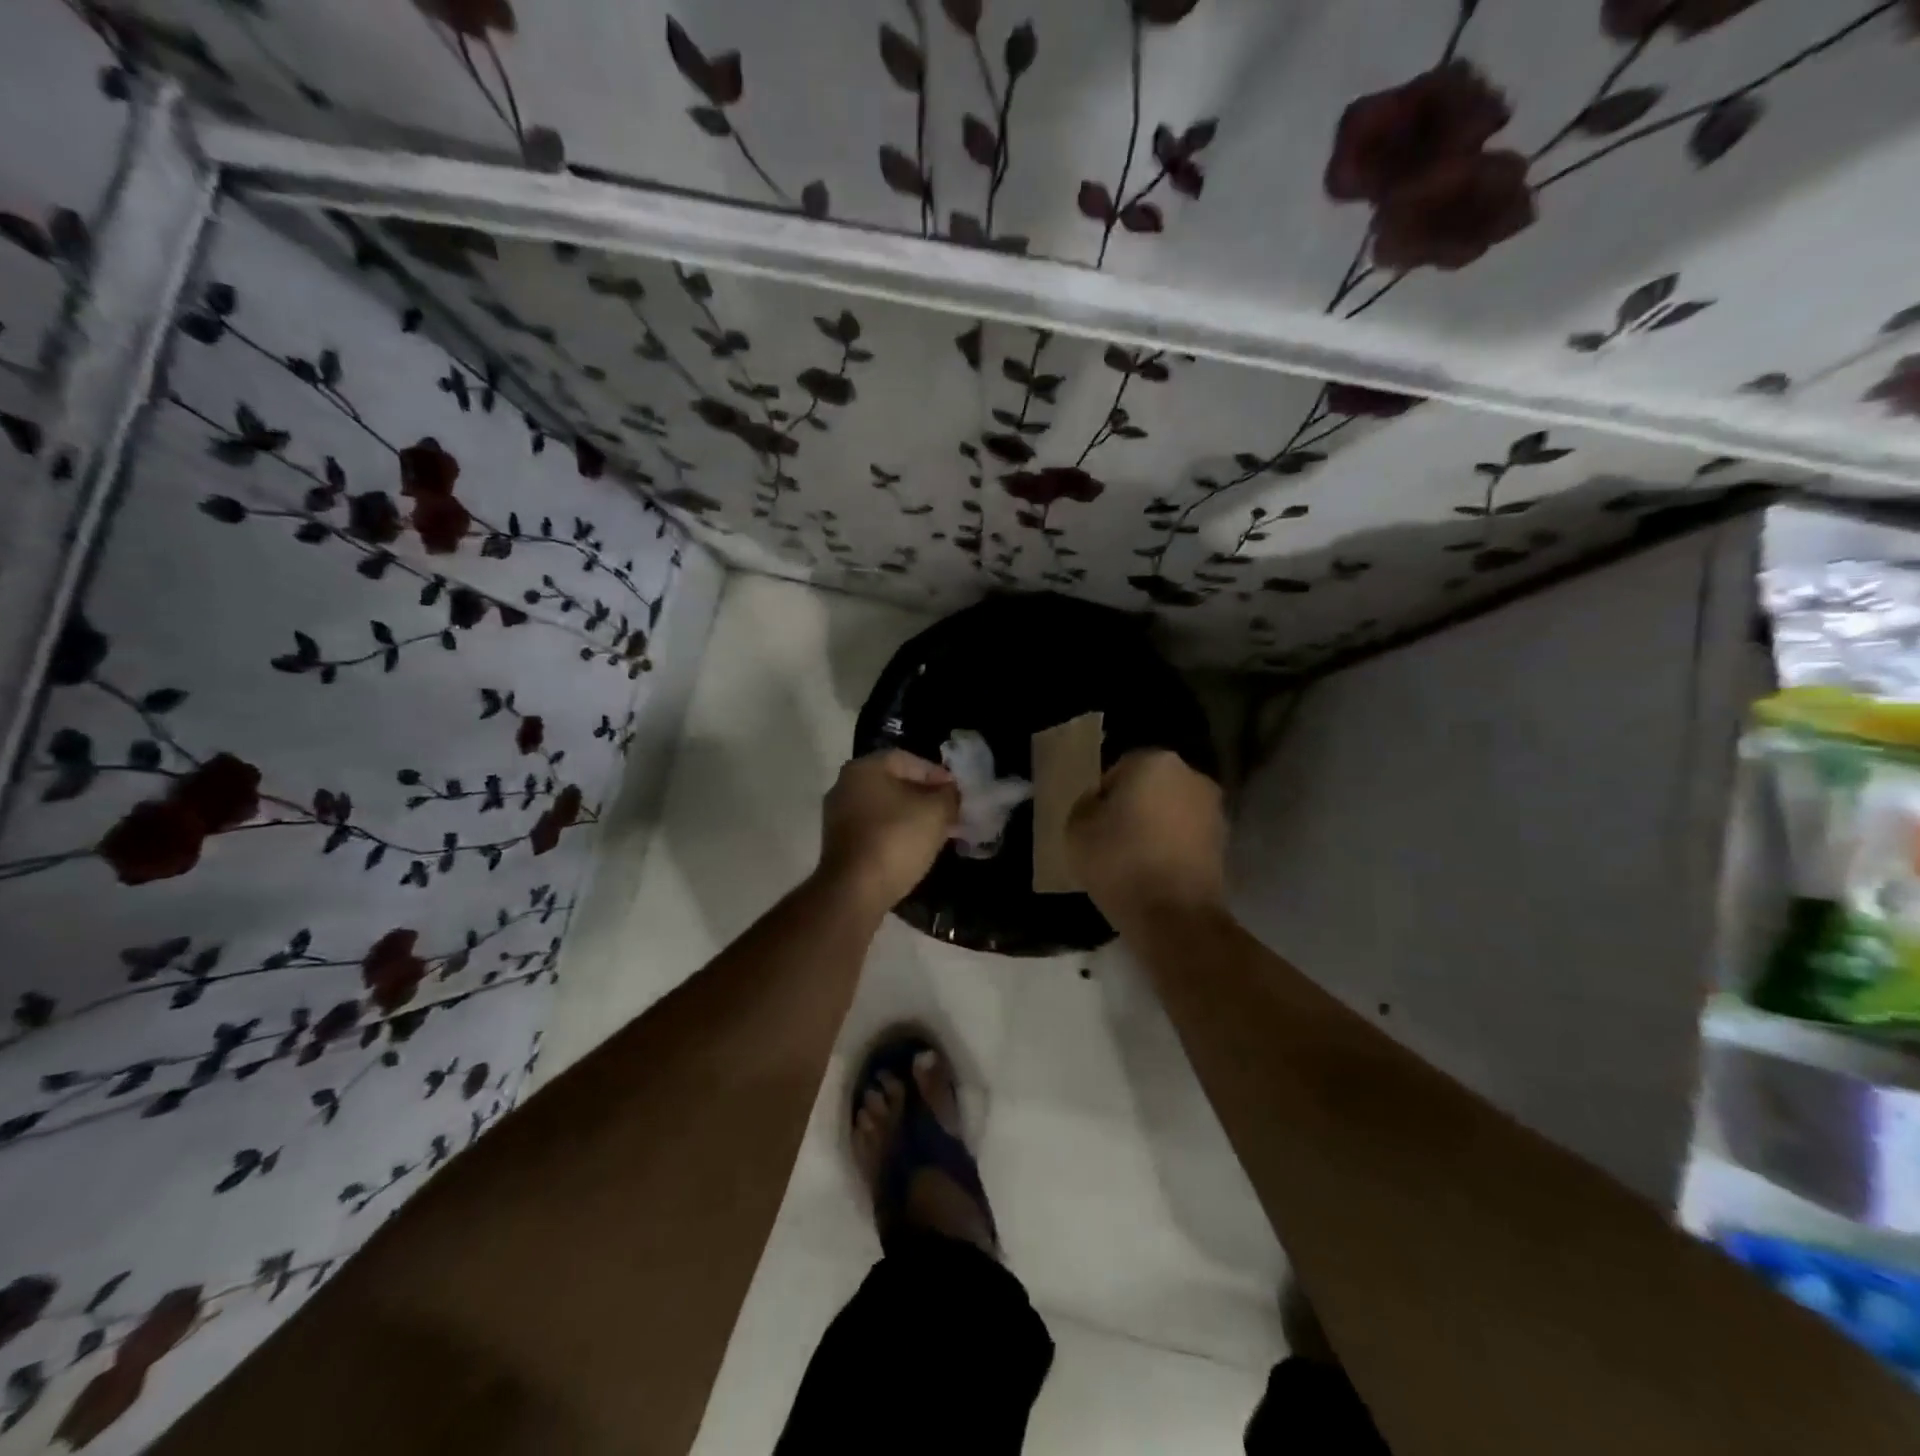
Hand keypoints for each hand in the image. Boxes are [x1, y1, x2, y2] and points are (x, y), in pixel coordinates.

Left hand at [817, 749, 958, 911]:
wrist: (855, 891)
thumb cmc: (896, 840)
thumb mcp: (936, 812)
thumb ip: (948, 795)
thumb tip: (950, 792)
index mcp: (864, 768)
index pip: (908, 760)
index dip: (937, 774)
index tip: (957, 792)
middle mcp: (845, 785)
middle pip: (895, 783)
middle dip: (926, 796)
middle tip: (951, 811)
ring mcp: (838, 816)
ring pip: (886, 808)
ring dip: (912, 816)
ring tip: (939, 831)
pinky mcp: (839, 843)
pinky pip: (875, 828)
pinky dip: (896, 833)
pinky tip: (915, 847)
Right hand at [1067, 750, 1226, 921]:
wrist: (1175, 916)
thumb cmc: (1119, 862)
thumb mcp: (1076, 828)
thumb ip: (1087, 804)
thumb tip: (1101, 802)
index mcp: (1155, 761)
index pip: (1118, 770)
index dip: (1102, 799)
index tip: (1093, 826)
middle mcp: (1191, 776)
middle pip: (1150, 788)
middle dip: (1134, 808)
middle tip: (1111, 840)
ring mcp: (1213, 810)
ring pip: (1171, 812)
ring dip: (1156, 828)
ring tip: (1134, 860)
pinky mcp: (1224, 844)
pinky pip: (1186, 838)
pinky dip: (1172, 849)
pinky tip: (1155, 873)